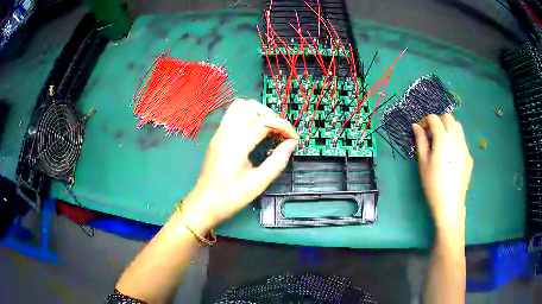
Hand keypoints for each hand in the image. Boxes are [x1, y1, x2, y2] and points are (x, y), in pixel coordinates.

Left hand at [181, 98, 298, 229]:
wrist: (205, 203)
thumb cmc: (231, 196)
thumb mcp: (259, 182)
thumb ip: (277, 160)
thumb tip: (291, 144)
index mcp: (237, 143)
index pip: (265, 121)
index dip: (284, 126)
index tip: (294, 139)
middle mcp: (227, 131)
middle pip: (253, 107)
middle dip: (272, 116)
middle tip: (282, 134)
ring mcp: (220, 132)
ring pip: (241, 106)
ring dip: (259, 113)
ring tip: (269, 129)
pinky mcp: (217, 136)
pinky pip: (233, 114)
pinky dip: (247, 115)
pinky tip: (254, 131)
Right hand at [412, 114, 472, 231]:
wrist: (450, 204)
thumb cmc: (433, 184)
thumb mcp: (423, 163)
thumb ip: (420, 141)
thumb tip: (416, 126)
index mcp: (443, 138)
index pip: (434, 118)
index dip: (425, 120)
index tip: (420, 129)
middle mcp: (456, 138)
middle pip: (448, 117)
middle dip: (438, 120)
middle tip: (431, 132)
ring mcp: (465, 146)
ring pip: (458, 126)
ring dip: (448, 127)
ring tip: (441, 140)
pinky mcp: (469, 156)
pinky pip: (462, 140)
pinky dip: (455, 139)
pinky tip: (450, 154)